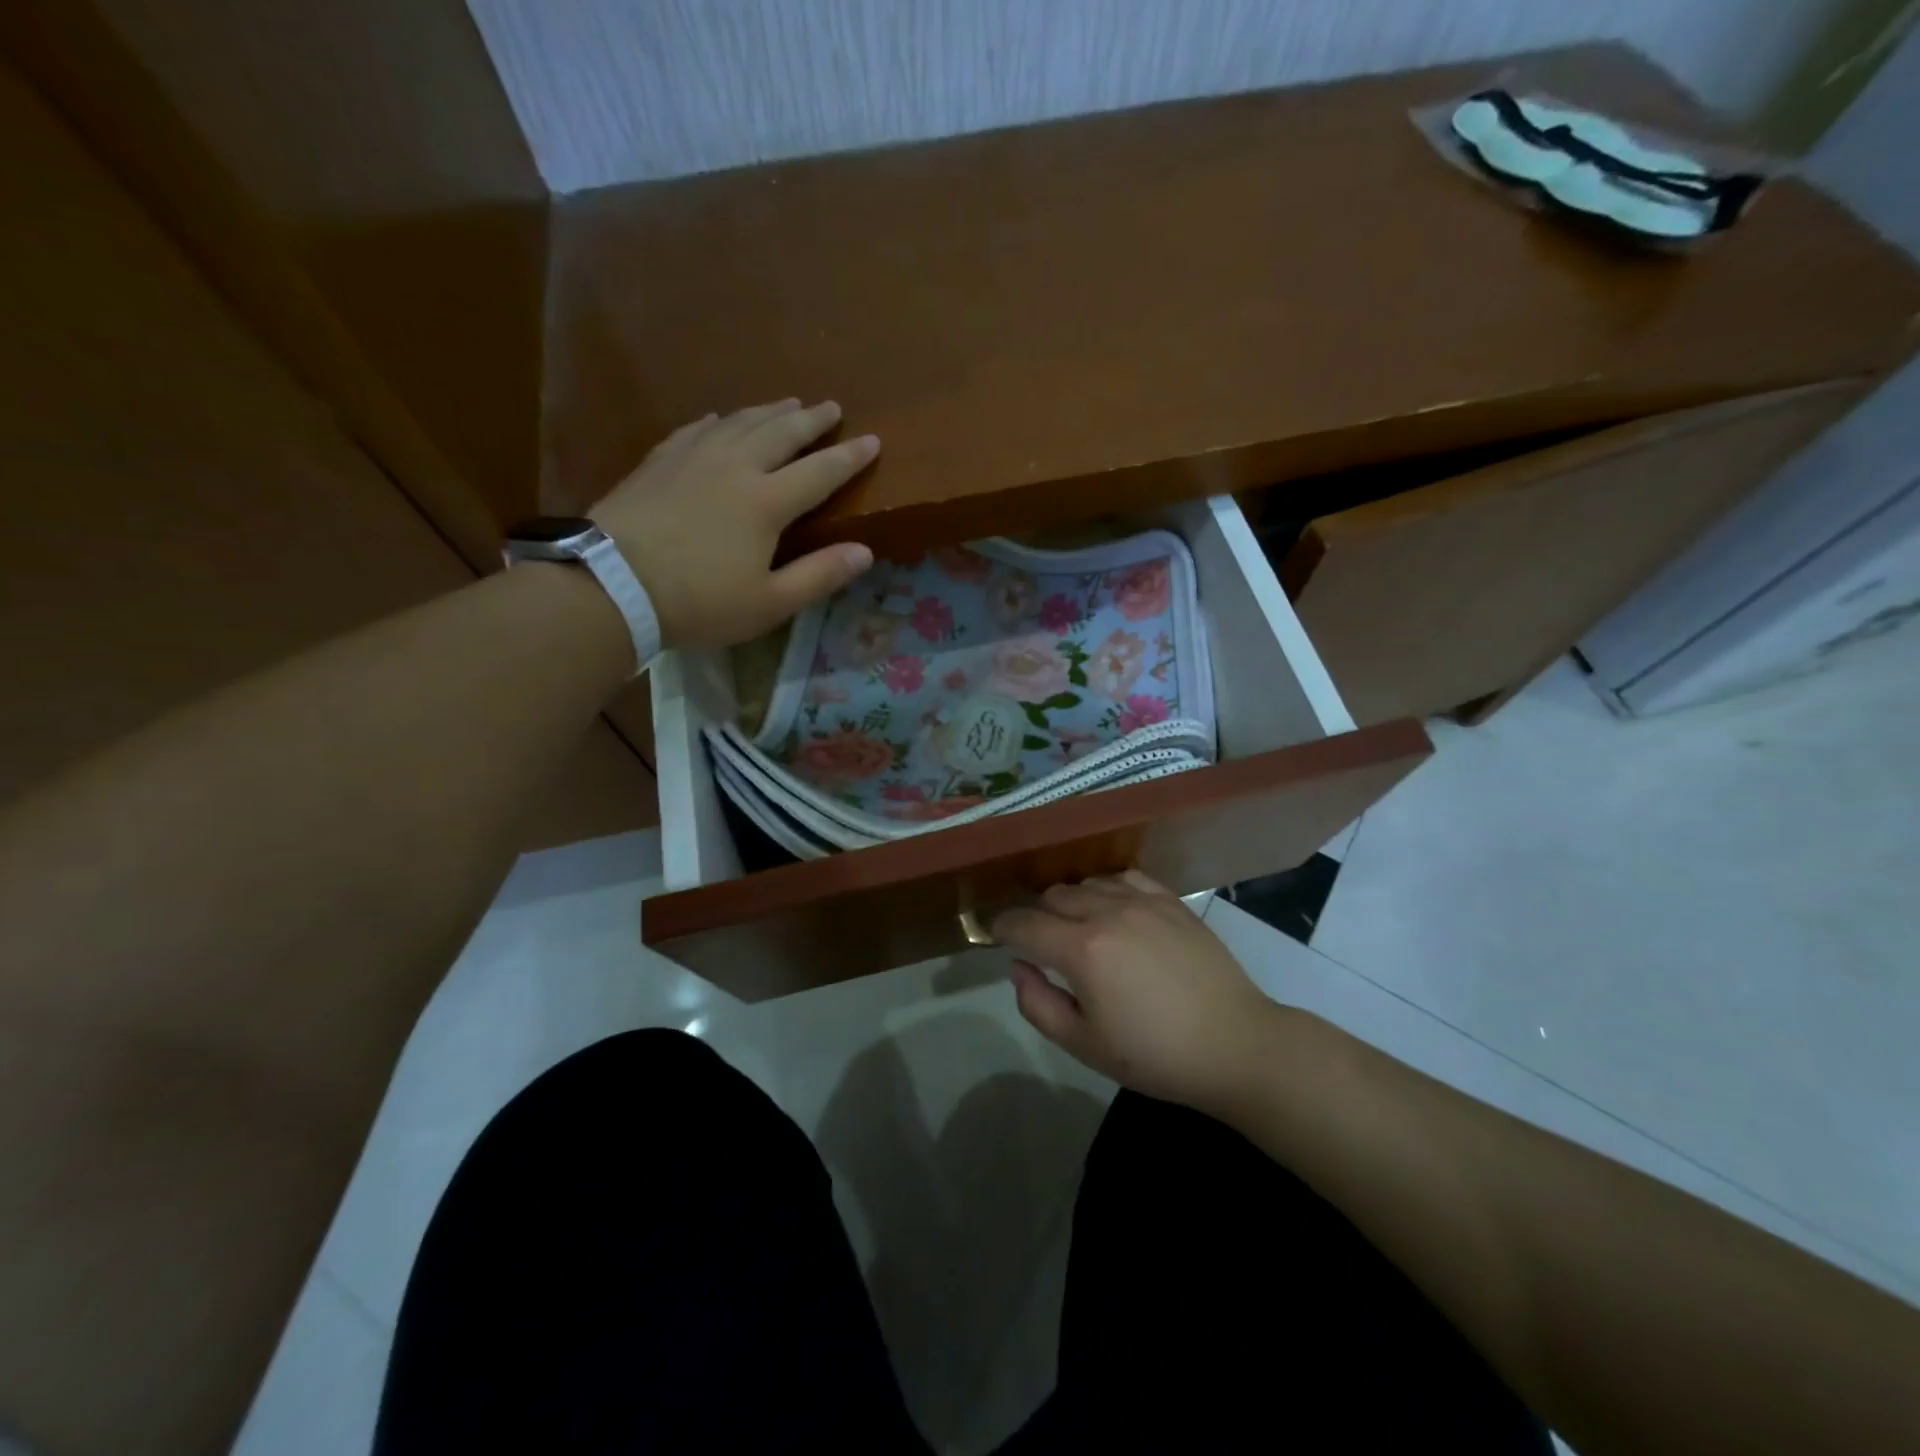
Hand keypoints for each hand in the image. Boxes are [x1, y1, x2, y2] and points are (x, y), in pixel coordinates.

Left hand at [591, 399, 878, 648]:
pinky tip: (720, 418)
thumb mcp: (769, 603)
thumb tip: (865, 552)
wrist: (611, 584)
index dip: (849, 457)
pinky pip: (695, 428)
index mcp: (767, 502)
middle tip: (832, 407)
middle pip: (781, 433)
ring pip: (739, 422)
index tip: (873, 441)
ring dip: (769, 411)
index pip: (820, 471)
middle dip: (811, 420)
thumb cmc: (699, 602)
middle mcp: (735, 466)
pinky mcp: (659, 461)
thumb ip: (819, 575)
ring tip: (788, 403)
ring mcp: (693, 458)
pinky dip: (718, 421)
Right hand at [992, 871, 1284, 1113]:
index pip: (1023, 923)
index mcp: (1082, 950)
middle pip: (1052, 896)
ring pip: (1086, 883)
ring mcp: (1142, 901)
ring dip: (1070, 902)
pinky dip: (1106, 889)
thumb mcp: (1084, 1045)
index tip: (997, 936)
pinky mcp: (1170, 900)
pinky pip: (1123, 877)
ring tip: (1077, 928)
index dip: (1002, 928)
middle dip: (1036, 916)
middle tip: (1040, 943)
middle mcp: (1107, 913)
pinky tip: (1113, 910)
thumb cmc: (1156, 1055)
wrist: (1235, 1045)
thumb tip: (1018, 967)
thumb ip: (1039, 1004)